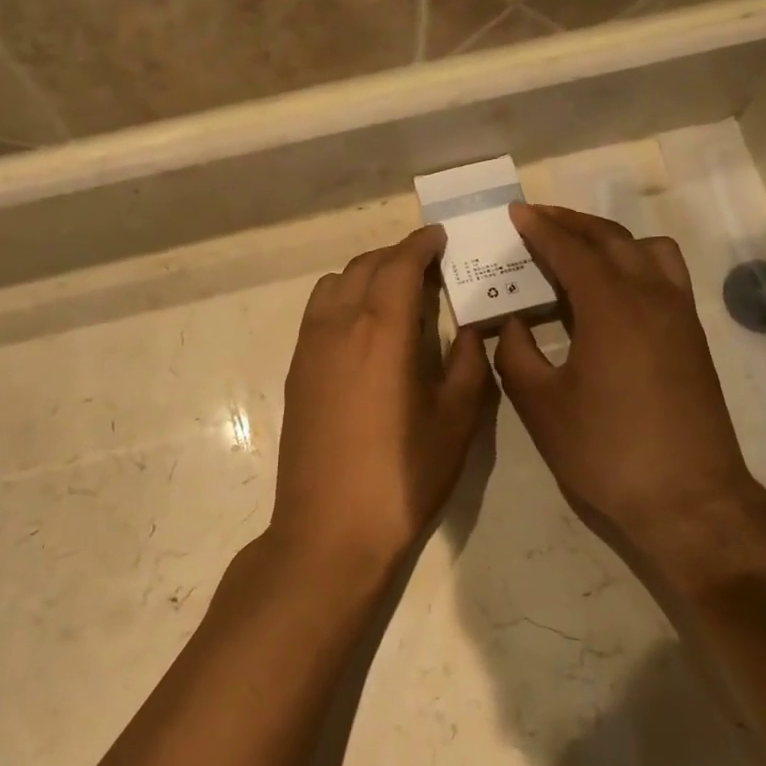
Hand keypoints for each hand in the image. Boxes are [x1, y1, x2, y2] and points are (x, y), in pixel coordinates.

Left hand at [270, 227, 495, 568]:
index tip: (441, 237)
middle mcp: (339, 325)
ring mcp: (309, 347)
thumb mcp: (456, 421)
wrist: (330, 528)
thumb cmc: (403, 476)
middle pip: (364, 266)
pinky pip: (317, 311)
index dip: (422, 243)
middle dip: (396, 255)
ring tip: (394, 294)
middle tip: (428, 265)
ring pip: (334, 284)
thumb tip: (469, 328)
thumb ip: (467, 363)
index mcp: (383, 330)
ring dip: (365, 274)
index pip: (400, 263)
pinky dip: (342, 298)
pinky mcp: (296, 370)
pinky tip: (364, 328)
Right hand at [495, 204, 765, 585]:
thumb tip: (511, 323)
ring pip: (648, 250)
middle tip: (539, 220)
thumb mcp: (541, 406)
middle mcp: (652, 296)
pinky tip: (612, 293)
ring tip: (578, 252)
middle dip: (572, 223)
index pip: (572, 250)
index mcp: (611, 306)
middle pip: (611, 239)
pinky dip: (636, 263)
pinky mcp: (693, 338)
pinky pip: (665, 275)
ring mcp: (679, 315)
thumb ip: (516, 354)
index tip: (517, 213)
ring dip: (610, 239)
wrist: (687, 498)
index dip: (541, 229)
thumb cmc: (605, 451)